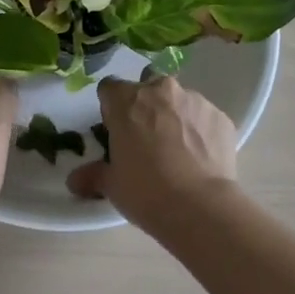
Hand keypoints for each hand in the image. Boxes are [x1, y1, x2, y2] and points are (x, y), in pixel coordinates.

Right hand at [68, 72, 238, 233]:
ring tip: (179, 151)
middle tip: (147, 139)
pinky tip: (201, 159)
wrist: (199, 206)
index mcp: (126, 100)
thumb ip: (93, 175)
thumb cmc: (145, 191)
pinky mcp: (220, 116)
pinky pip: (205, 118)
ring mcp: (194, 99)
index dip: (111, 107)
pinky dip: (201, 131)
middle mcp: (160, 89)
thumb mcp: (112, 185)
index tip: (115, 129)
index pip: (110, 88)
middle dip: (146, 106)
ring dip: (175, 117)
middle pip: (148, 87)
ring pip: (179, 101)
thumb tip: (74, 181)